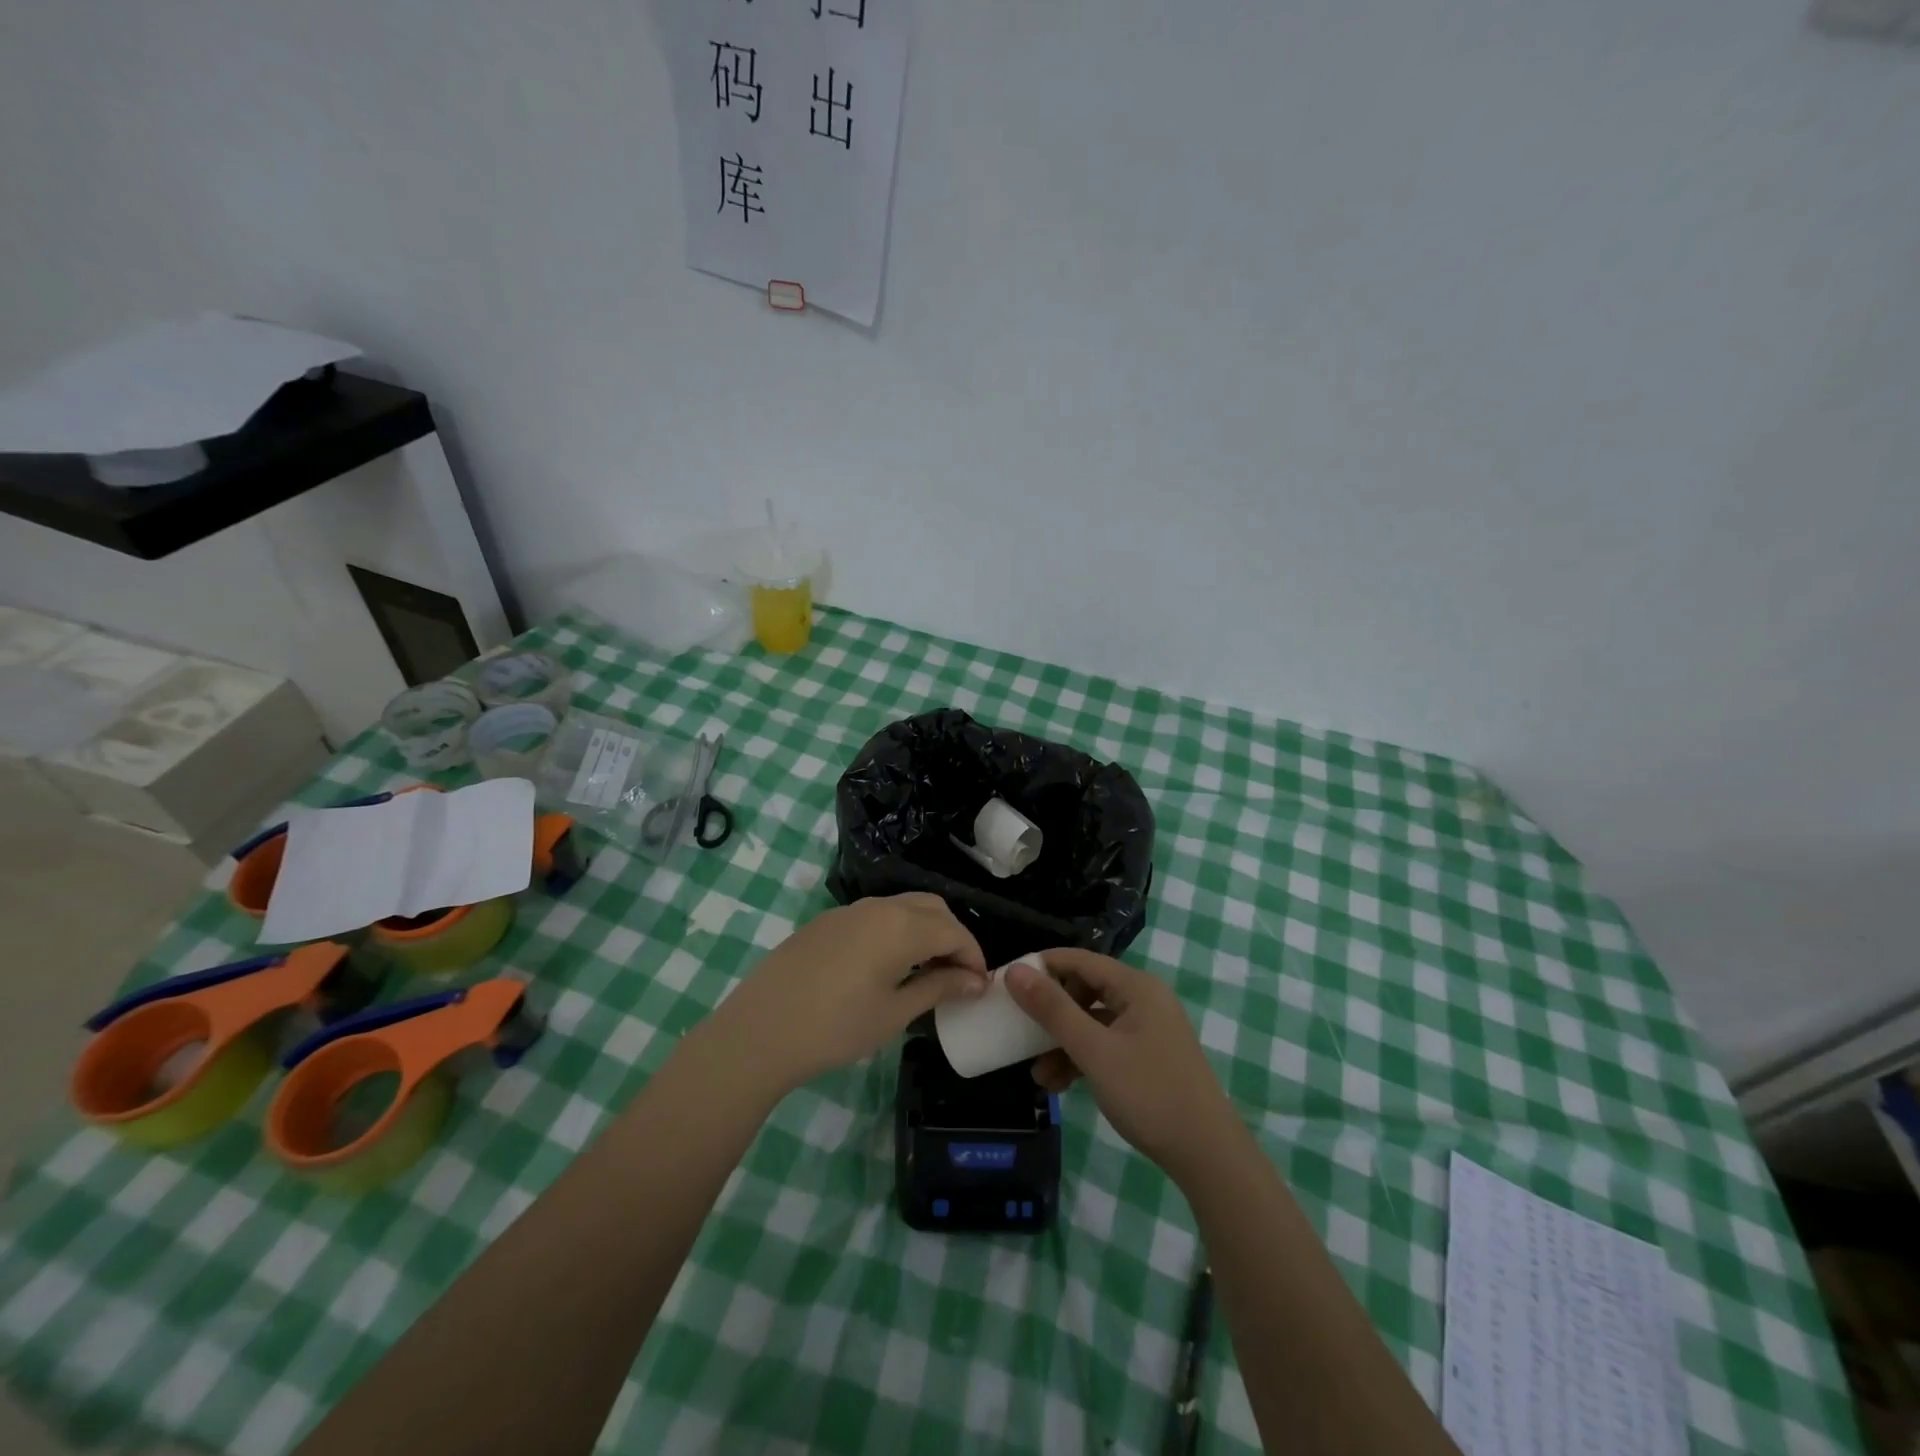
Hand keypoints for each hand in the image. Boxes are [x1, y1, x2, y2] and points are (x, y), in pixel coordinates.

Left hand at [702, 894, 988, 1096]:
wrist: (760, 1029)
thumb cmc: (836, 1027)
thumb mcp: (895, 1013)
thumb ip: (938, 988)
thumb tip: (974, 980)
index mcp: (902, 926)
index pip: (954, 930)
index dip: (973, 956)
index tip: (979, 985)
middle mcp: (880, 906)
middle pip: (932, 908)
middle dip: (952, 936)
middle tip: (956, 975)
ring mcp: (850, 910)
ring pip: (903, 907)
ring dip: (924, 930)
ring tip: (926, 970)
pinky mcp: (827, 921)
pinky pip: (876, 916)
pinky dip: (896, 931)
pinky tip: (887, 965)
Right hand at [1007, 949, 1236, 1182]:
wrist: (1207, 1155)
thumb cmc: (1148, 1093)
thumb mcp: (1093, 1050)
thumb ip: (1053, 1009)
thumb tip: (1015, 971)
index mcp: (1136, 986)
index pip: (1080, 959)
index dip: (1043, 967)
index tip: (1008, 983)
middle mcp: (1144, 999)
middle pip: (1085, 990)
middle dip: (1051, 1014)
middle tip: (1021, 1031)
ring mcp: (1148, 1029)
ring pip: (1093, 1022)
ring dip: (1063, 1043)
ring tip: (1038, 1076)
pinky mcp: (1149, 1056)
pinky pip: (1106, 1044)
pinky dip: (1082, 1059)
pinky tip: (1060, 1085)